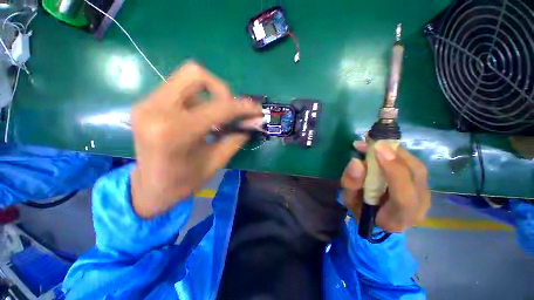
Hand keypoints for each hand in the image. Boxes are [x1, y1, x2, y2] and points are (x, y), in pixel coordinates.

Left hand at [130, 63, 262, 217]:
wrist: (150, 189)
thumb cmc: (184, 182)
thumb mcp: (216, 162)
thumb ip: (236, 138)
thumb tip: (254, 122)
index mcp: (175, 132)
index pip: (219, 108)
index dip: (243, 107)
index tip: (256, 110)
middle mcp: (156, 109)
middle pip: (195, 74)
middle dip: (222, 89)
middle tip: (230, 109)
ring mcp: (148, 103)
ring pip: (187, 78)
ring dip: (210, 93)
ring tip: (218, 115)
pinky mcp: (147, 103)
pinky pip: (179, 89)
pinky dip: (198, 98)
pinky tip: (203, 117)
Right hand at [340, 142, 430, 231]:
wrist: (379, 218)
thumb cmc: (361, 211)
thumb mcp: (349, 200)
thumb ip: (351, 184)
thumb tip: (356, 161)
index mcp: (398, 218)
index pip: (404, 197)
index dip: (393, 171)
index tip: (377, 148)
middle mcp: (420, 207)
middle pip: (416, 175)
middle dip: (393, 153)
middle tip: (370, 141)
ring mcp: (425, 195)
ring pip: (417, 166)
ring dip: (394, 151)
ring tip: (372, 143)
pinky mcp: (423, 185)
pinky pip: (414, 165)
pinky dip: (397, 153)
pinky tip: (381, 149)